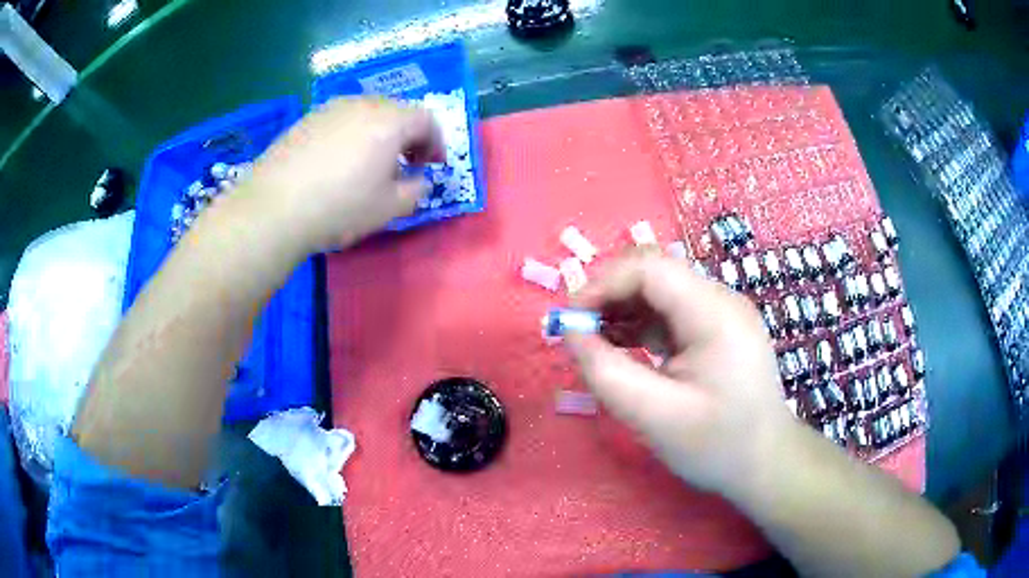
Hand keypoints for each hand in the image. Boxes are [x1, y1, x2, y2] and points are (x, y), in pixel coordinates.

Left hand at [246, 97, 444, 251]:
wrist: (274, 208)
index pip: (426, 120)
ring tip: (368, 164)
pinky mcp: (305, 119)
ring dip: (377, 134)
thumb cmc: (339, 207)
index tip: (432, 166)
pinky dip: (350, 135)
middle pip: (396, 111)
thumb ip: (416, 191)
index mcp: (390, 121)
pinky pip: (339, 120)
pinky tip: (336, 163)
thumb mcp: (389, 208)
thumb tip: (419, 180)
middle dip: (407, 136)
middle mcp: (362, 105)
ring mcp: (330, 109)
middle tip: (403, 164)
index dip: (435, 142)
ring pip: (366, 113)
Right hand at [564, 253, 794, 496]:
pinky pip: (671, 311)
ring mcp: (721, 313)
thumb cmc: (716, 446)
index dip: (603, 284)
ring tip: (593, 342)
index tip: (571, 320)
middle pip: (655, 273)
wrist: (765, 463)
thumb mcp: (653, 417)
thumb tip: (569, 330)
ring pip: (660, 290)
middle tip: (578, 332)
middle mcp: (721, 300)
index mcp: (715, 314)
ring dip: (622, 308)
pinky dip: (640, 323)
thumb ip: (605, 371)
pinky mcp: (717, 329)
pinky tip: (620, 346)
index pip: (650, 268)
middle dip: (609, 295)